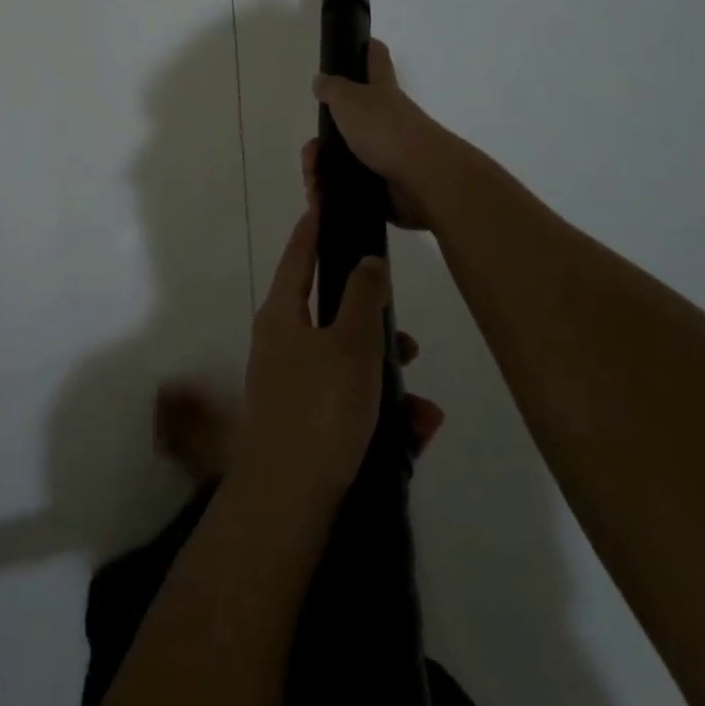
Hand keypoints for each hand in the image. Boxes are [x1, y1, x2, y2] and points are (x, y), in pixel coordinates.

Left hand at [235, 211, 443, 509]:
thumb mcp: (351, 344)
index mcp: (282, 314)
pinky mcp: (306, 422)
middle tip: (407, 336)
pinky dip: (381, 411)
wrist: (287, 501)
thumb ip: (362, 296)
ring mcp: (291, 385)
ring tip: (422, 405)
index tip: (324, 204)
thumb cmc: (320, 407)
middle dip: (374, 324)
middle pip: (330, 314)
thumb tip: (366, 260)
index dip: (312, 229)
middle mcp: (281, 344)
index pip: (297, 256)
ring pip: (348, 363)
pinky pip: (350, 402)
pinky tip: (416, 432)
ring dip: (387, 377)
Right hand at [308, 40, 449, 229]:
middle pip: (354, 117)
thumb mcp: (350, 100)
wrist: (423, 179)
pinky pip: (354, 186)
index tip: (358, 43)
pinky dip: (336, 193)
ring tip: (314, 184)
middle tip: (310, 153)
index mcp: (382, 90)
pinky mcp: (388, 184)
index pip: (376, 58)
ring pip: (348, 156)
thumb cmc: (385, 130)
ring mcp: (390, 152)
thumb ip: (333, 88)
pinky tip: (323, 200)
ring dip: (325, 170)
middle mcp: (388, 117)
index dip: (367, 48)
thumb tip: (321, 80)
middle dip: (326, 137)